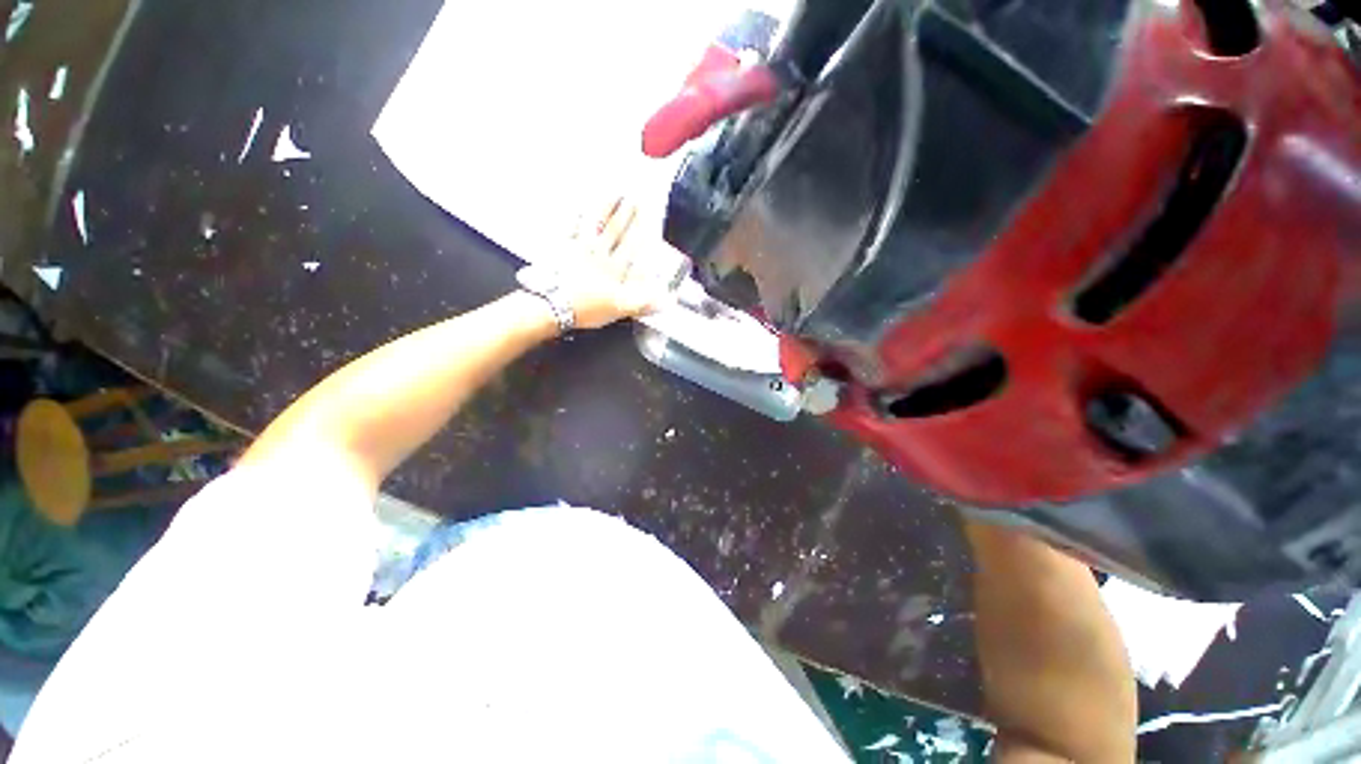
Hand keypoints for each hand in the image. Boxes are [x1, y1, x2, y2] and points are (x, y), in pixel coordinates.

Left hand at [560, 197, 669, 328]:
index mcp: (614, 268)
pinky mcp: (560, 248)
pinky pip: (570, 227)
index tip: (649, 213)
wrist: (552, 304)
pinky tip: (578, 206)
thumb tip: (668, 299)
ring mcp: (579, 247)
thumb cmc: (587, 308)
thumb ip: (644, 302)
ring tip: (613, 191)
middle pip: (615, 230)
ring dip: (605, 207)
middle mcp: (599, 253)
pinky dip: (575, 215)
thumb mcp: (620, 309)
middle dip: (626, 213)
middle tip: (634, 195)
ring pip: (595, 223)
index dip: (641, 229)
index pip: (631, 244)